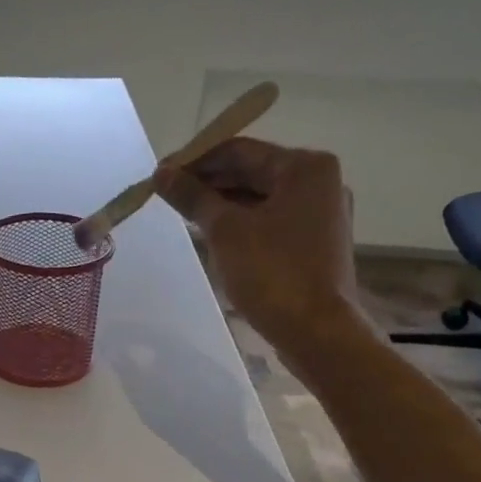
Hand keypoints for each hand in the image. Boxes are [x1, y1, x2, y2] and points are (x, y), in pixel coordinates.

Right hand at [155, 137, 366, 361]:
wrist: (316, 330)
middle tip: (167, 196)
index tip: (160, 175)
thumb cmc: (273, 272)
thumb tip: (161, 173)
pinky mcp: (314, 242)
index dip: (196, 160)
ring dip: (222, 204)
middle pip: (252, 171)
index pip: (240, 150)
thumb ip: (192, 196)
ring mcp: (320, 214)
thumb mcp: (225, 231)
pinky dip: (241, 223)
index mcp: (305, 167)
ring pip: (260, 198)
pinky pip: (270, 220)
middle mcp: (319, 182)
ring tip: (184, 215)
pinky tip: (213, 235)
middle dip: (209, 183)